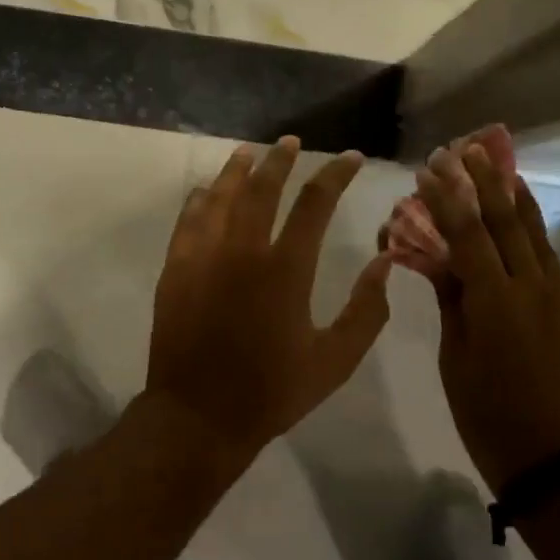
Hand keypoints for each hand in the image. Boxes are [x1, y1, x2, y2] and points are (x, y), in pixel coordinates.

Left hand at [145, 137, 393, 467]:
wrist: (198, 417)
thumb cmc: (272, 391)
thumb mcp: (335, 360)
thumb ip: (366, 311)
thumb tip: (383, 262)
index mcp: (286, 269)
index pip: (315, 203)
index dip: (335, 175)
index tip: (350, 157)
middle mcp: (243, 251)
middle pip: (262, 187)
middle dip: (281, 159)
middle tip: (292, 142)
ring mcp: (203, 257)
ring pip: (221, 196)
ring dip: (237, 170)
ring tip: (250, 152)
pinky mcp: (176, 269)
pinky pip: (187, 221)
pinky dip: (199, 200)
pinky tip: (205, 190)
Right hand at [414, 142, 559, 494]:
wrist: (555, 458)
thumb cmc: (489, 414)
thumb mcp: (456, 358)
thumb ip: (452, 300)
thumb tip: (439, 259)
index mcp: (496, 300)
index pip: (466, 234)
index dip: (445, 199)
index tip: (428, 170)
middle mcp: (531, 285)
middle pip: (505, 220)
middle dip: (481, 181)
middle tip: (463, 149)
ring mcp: (556, 294)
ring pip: (533, 230)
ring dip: (513, 193)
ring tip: (498, 162)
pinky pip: (547, 252)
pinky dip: (532, 224)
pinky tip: (523, 212)